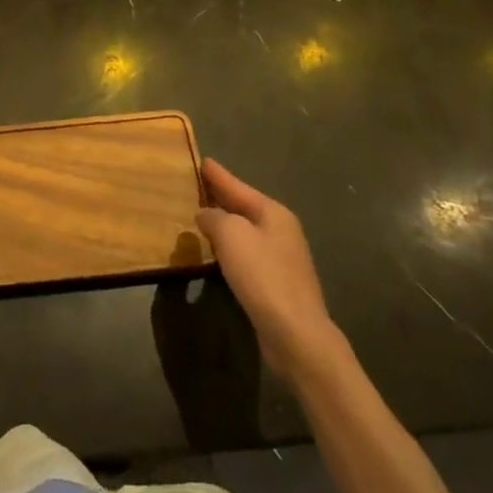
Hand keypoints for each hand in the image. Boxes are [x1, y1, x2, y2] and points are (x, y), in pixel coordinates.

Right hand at [198, 159, 342, 382]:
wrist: (295, 332)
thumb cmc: (263, 275)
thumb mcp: (231, 235)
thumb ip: (214, 217)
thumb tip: (206, 215)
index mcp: (273, 213)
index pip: (238, 186)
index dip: (218, 175)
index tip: (202, 160)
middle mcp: (281, 230)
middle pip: (244, 206)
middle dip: (221, 196)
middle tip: (197, 185)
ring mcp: (282, 256)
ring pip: (246, 230)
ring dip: (224, 222)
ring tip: (200, 215)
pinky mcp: (277, 282)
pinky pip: (247, 252)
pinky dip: (230, 246)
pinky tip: (216, 251)